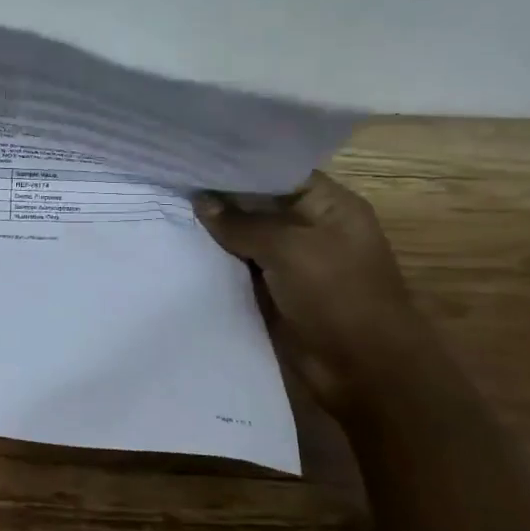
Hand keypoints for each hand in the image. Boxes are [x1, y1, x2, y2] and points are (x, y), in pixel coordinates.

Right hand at [193, 173, 422, 414]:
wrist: (363, 370)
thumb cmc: (337, 296)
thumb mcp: (290, 249)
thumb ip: (243, 223)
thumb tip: (201, 201)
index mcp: (330, 206)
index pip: (278, 173)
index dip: (238, 167)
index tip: (194, 161)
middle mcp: (310, 229)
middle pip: (258, 206)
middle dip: (219, 199)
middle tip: (170, 184)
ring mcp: (292, 263)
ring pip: (245, 239)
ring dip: (213, 233)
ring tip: (166, 212)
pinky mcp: (275, 293)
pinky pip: (240, 270)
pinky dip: (216, 264)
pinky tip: (181, 251)